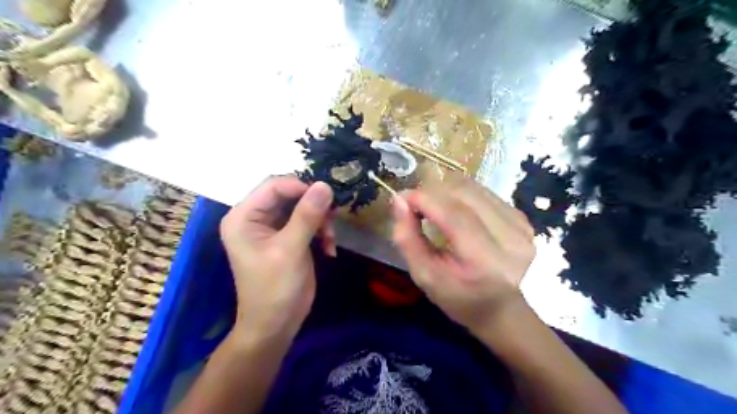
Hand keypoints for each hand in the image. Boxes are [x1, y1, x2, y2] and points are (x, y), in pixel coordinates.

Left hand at [218, 177, 334, 339]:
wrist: (276, 325)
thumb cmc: (275, 288)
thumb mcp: (290, 249)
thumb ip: (307, 215)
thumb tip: (325, 185)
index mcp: (244, 217)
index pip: (273, 186)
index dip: (301, 186)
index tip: (327, 198)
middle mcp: (255, 218)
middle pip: (289, 194)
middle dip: (313, 205)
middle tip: (333, 218)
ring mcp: (272, 228)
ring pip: (301, 207)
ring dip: (320, 220)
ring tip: (330, 238)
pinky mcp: (287, 238)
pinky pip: (307, 222)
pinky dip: (320, 232)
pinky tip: (329, 248)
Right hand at [391, 179, 536, 334]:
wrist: (502, 309)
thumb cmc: (458, 297)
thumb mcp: (424, 275)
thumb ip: (407, 238)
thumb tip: (399, 200)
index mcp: (485, 261)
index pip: (454, 215)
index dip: (424, 198)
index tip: (402, 198)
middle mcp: (510, 238)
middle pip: (464, 194)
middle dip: (433, 191)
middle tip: (415, 204)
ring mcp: (520, 225)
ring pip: (474, 188)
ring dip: (447, 190)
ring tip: (433, 205)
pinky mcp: (522, 217)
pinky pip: (484, 192)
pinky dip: (462, 195)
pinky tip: (455, 208)